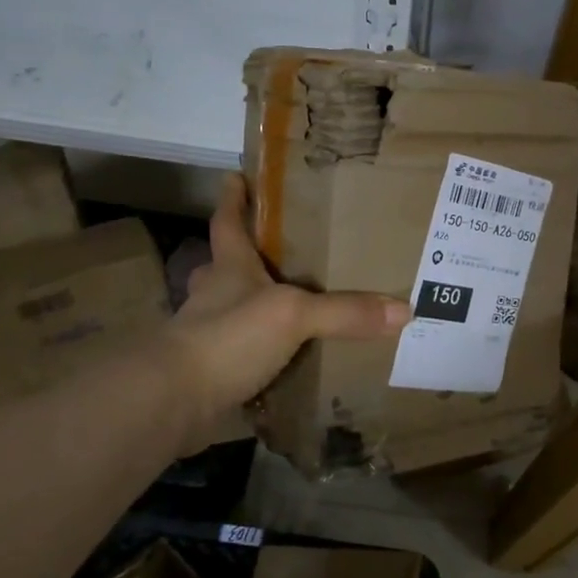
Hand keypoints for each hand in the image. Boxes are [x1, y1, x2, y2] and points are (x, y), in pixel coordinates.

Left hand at [159, 174, 410, 435]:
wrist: (173, 401)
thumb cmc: (227, 336)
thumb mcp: (293, 315)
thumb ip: (344, 312)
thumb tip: (404, 308)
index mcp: (230, 268)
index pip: (228, 222)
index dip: (233, 199)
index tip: (235, 175)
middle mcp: (216, 297)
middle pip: (229, 267)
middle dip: (249, 257)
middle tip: (283, 251)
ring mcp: (210, 337)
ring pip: (235, 313)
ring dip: (257, 309)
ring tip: (296, 307)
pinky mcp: (212, 375)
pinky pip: (244, 357)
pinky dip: (263, 357)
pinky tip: (289, 362)